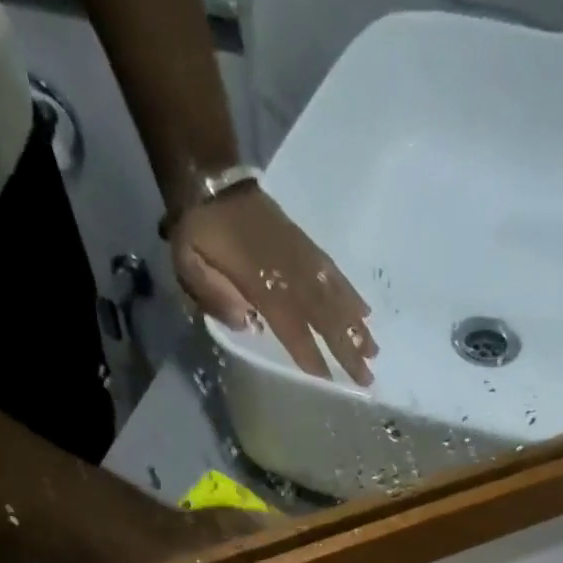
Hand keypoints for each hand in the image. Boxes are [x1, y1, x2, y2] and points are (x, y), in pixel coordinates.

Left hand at [171, 186, 376, 384]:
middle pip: (324, 317)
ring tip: (374, 351)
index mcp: (261, 283)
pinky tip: (365, 313)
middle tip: (367, 377)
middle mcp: (289, 273)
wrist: (209, 179)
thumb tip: (246, 323)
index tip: (329, 383)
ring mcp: (301, 258)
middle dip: (347, 348)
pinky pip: (334, 274)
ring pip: (335, 297)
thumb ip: (213, 295)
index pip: (293, 328)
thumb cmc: (198, 231)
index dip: (310, 355)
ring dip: (356, 326)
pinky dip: (351, 294)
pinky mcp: (306, 246)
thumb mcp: (188, 264)